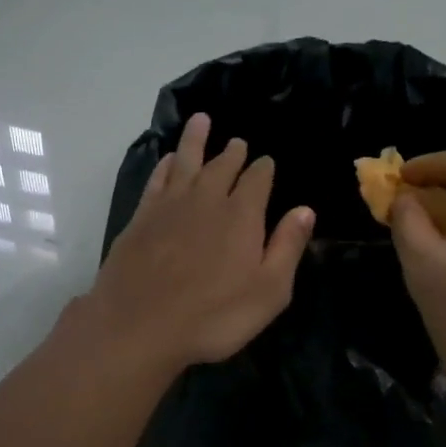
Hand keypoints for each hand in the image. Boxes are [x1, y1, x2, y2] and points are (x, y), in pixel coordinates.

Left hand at [86, 113, 313, 373]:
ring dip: (196, 140)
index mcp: (242, 216)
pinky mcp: (141, 218)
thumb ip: (288, 247)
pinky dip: (165, 165)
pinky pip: (157, 179)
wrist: (139, 326)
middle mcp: (207, 200)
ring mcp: (170, 206)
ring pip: (186, 162)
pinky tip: (168, 159)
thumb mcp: (269, 291)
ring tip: (201, 120)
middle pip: (222, 166)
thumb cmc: (214, 316)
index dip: (263, 169)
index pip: (257, 180)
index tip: (266, 162)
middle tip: (237, 142)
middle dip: (233, 153)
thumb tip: (305, 209)